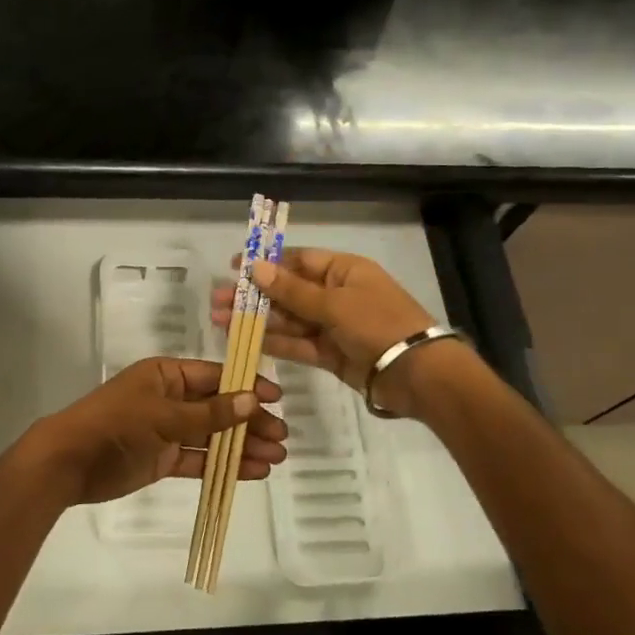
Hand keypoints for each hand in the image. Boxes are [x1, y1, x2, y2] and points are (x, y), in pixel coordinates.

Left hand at [29, 357, 286, 506]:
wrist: (69, 461)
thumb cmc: (117, 424)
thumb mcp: (165, 415)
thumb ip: (210, 412)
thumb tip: (252, 400)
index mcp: (167, 375)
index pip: (215, 376)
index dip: (246, 386)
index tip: (277, 399)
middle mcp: (170, 398)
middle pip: (218, 407)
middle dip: (250, 421)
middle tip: (283, 437)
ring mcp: (167, 430)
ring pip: (212, 435)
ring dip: (242, 446)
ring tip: (276, 458)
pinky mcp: (163, 458)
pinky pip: (199, 459)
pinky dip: (223, 465)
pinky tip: (253, 471)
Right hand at [212, 248, 464, 417]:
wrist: (418, 374)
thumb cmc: (378, 324)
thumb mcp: (334, 303)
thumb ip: (292, 290)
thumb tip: (256, 267)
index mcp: (343, 271)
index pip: (298, 260)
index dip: (266, 263)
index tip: (234, 267)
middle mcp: (336, 294)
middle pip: (288, 291)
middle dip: (254, 296)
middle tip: (217, 300)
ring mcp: (333, 326)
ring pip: (289, 319)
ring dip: (257, 320)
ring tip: (220, 321)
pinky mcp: (331, 354)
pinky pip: (298, 344)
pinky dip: (274, 342)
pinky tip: (246, 340)